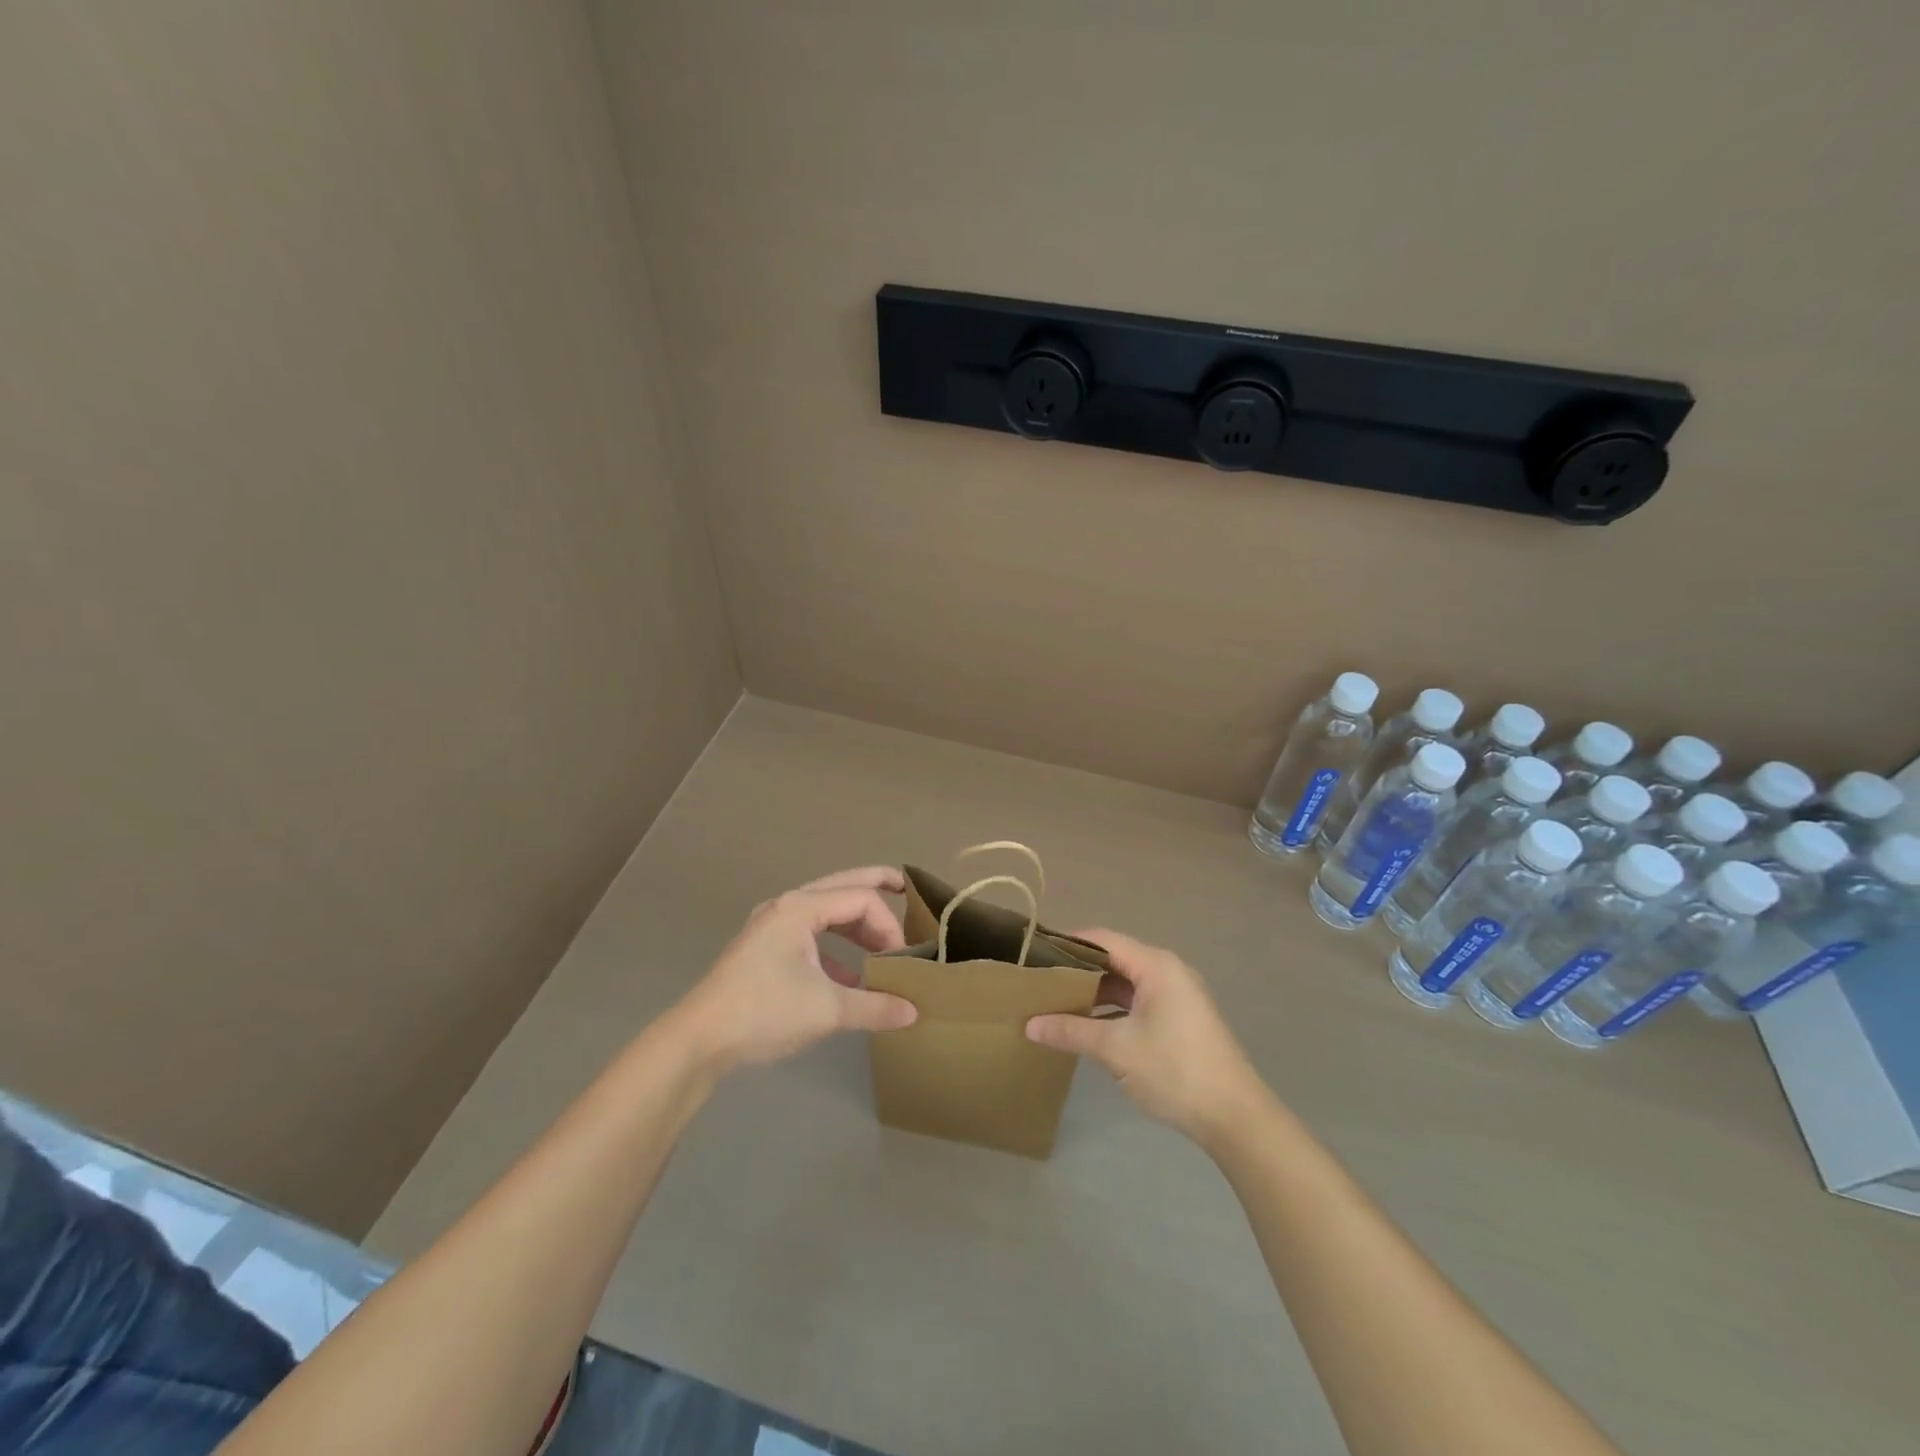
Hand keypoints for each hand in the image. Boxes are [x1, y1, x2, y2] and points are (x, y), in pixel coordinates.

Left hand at [674, 867, 917, 1071]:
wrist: (699, 1039)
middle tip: (906, 888)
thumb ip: (875, 1006)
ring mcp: (771, 926)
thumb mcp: (827, 1010)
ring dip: (855, 925)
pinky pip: (809, 934)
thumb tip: (913, 1013)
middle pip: (841, 886)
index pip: (861, 900)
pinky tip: (848, 977)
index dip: (888, 925)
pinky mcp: (763, 949)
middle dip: (875, 886)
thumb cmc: (764, 1011)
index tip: (902, 960)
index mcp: (801, 908)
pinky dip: (834, 947)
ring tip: (881, 945)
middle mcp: (786, 906)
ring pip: (824, 911)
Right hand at [1026, 929, 1268, 1145]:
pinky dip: (1111, 1009)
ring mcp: (1176, 996)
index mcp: (1156, 965)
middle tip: (1039, 981)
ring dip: (1094, 993)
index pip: (1102, 939)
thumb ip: (1071, 1031)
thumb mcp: (1117, 1049)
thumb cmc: (1175, 1070)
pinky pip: (1137, 1002)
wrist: (1235, 1117)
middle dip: (1077, 970)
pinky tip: (1087, 1026)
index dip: (1068, 943)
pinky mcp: (1179, 1020)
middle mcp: (1167, 971)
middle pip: (1114, 959)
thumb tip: (1028, 1025)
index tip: (1034, 954)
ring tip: (1054, 1003)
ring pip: (1125, 983)